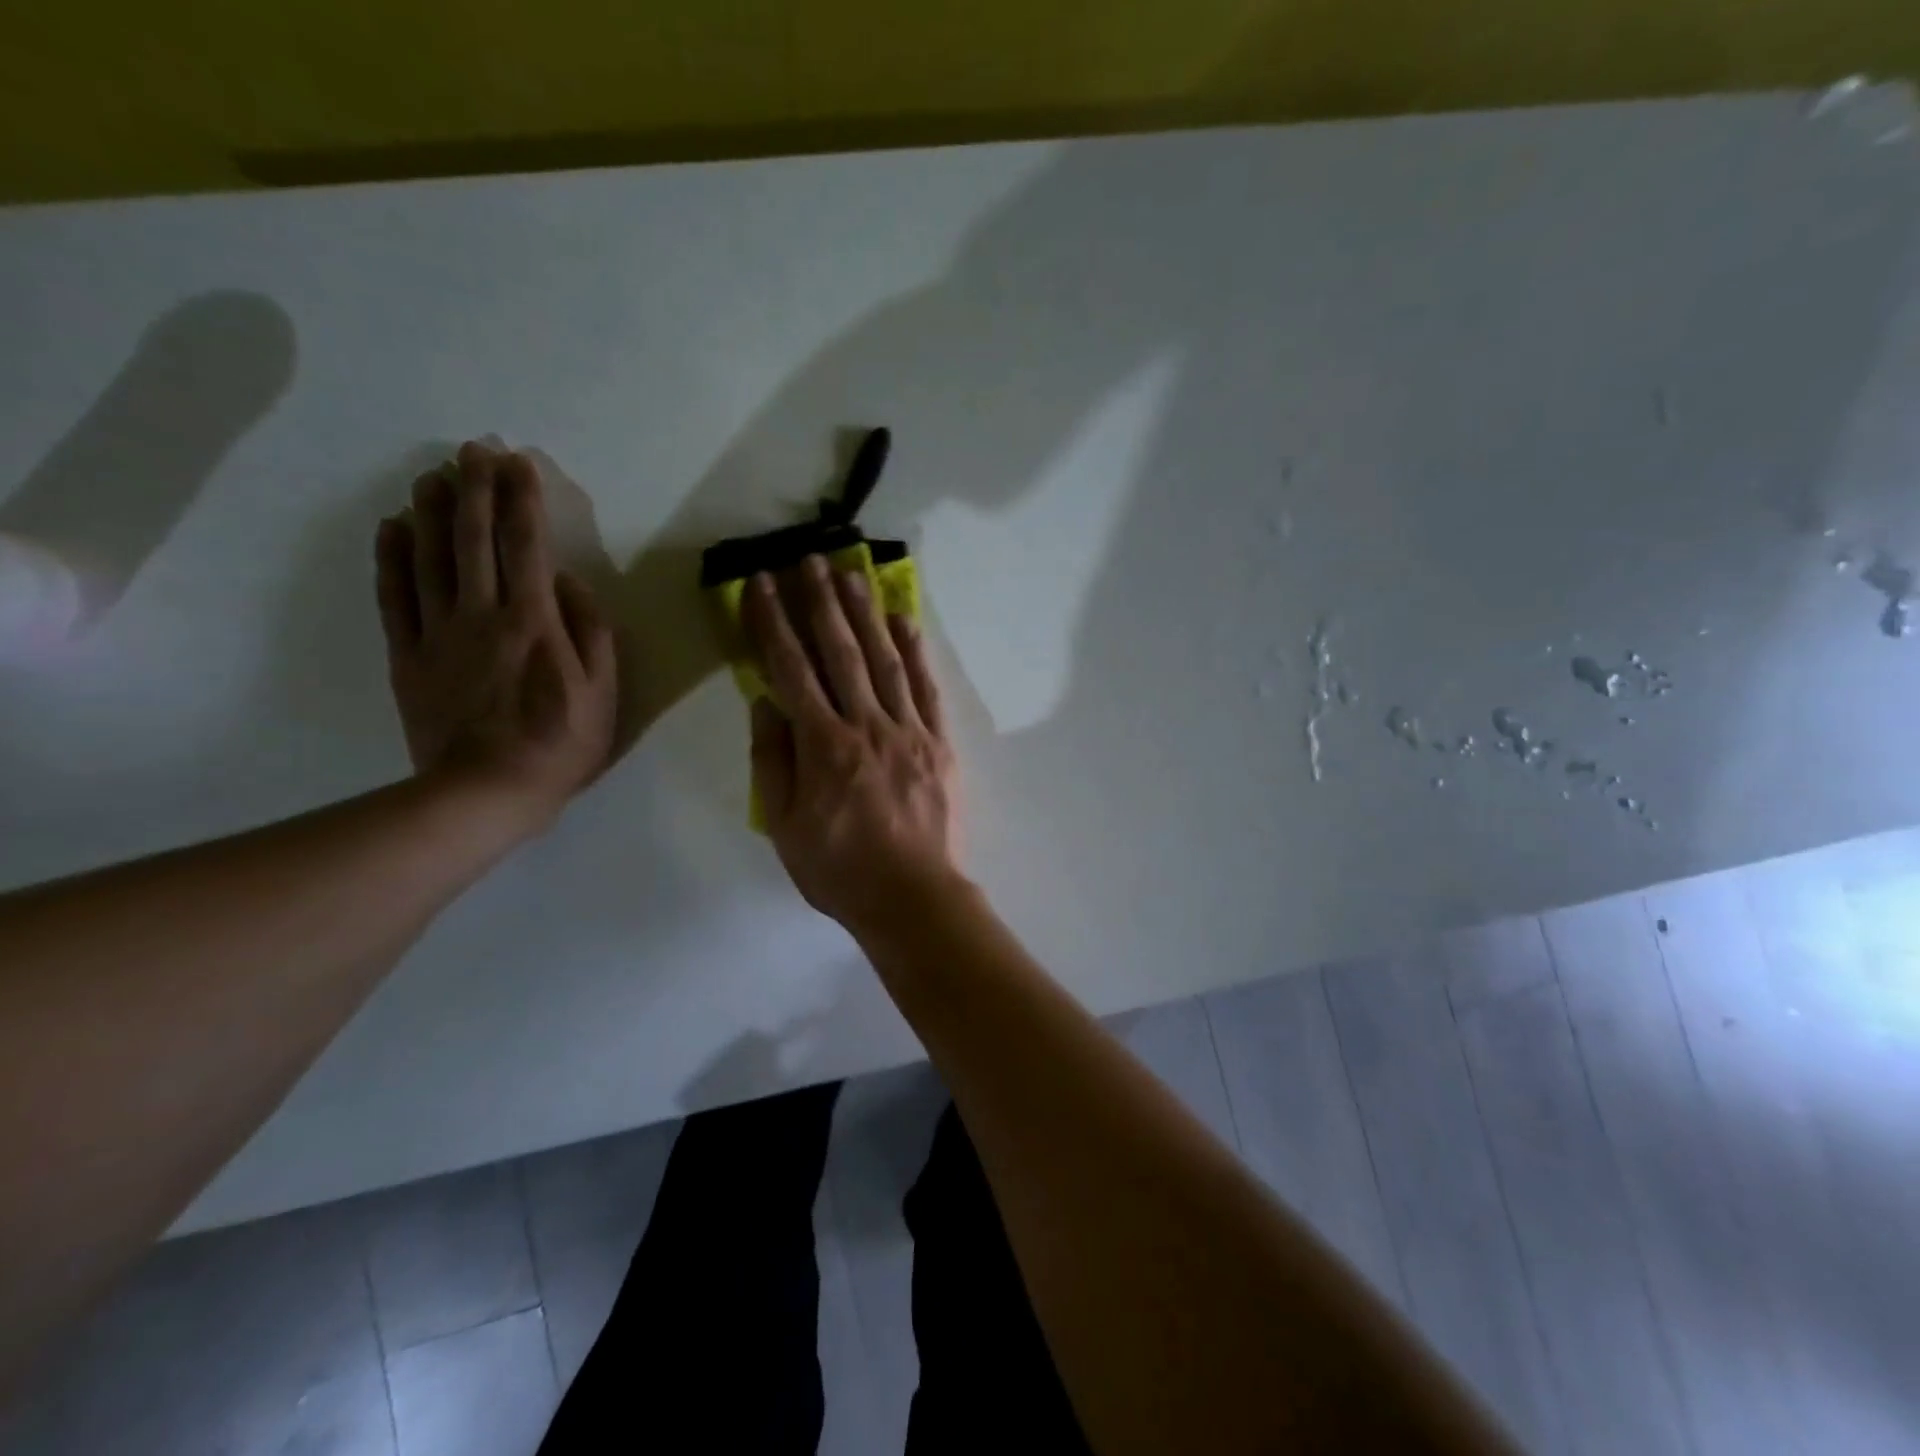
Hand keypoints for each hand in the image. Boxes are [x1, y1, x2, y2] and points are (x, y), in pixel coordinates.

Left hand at [375, 441, 616, 826]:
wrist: (486, 792)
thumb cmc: (561, 743)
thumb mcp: (604, 691)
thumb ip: (591, 631)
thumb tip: (569, 582)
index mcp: (534, 621)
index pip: (527, 546)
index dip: (523, 500)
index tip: (520, 462)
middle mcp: (482, 614)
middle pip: (475, 540)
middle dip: (476, 489)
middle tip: (473, 449)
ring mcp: (438, 633)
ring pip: (430, 558)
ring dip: (433, 512)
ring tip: (433, 475)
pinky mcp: (408, 655)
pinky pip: (395, 597)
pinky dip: (392, 558)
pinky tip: (393, 528)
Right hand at [744, 555, 963, 936]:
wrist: (913, 897)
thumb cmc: (840, 869)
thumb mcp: (784, 825)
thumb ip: (773, 760)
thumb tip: (765, 702)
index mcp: (823, 745)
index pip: (791, 669)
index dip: (773, 623)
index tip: (760, 585)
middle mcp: (866, 724)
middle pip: (840, 651)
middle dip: (820, 601)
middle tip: (808, 560)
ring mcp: (909, 730)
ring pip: (884, 659)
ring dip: (866, 613)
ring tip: (852, 573)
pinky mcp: (939, 742)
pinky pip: (926, 687)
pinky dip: (915, 650)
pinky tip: (904, 620)